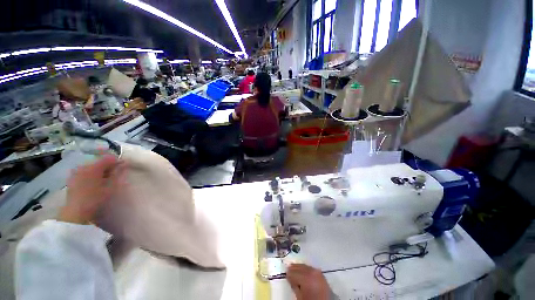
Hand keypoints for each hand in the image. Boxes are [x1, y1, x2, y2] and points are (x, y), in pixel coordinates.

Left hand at [59, 155, 125, 223]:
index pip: (108, 158)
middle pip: (99, 161)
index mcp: (93, 167)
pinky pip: (85, 171)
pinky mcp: (72, 178)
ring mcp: (76, 172)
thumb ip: (118, 174)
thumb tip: (125, 164)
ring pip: (92, 166)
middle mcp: (83, 166)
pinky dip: (92, 174)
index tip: (124, 166)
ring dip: (100, 170)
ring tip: (105, 178)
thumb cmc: (95, 199)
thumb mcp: (111, 187)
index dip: (117, 161)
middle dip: (108, 166)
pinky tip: (95, 182)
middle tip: (115, 174)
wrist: (75, 212)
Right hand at [287, 264, 329, 299]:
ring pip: (305, 266)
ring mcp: (317, 272)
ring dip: (299, 267)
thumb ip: (294, 286)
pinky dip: (306, 269)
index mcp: (306, 278)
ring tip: (294, 269)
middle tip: (288, 269)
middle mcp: (312, 272)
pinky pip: (311, 268)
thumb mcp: (300, 297)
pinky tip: (303, 271)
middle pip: (299, 267)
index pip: (293, 272)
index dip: (288, 274)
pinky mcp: (321, 274)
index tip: (285, 274)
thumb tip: (290, 278)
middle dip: (293, 268)